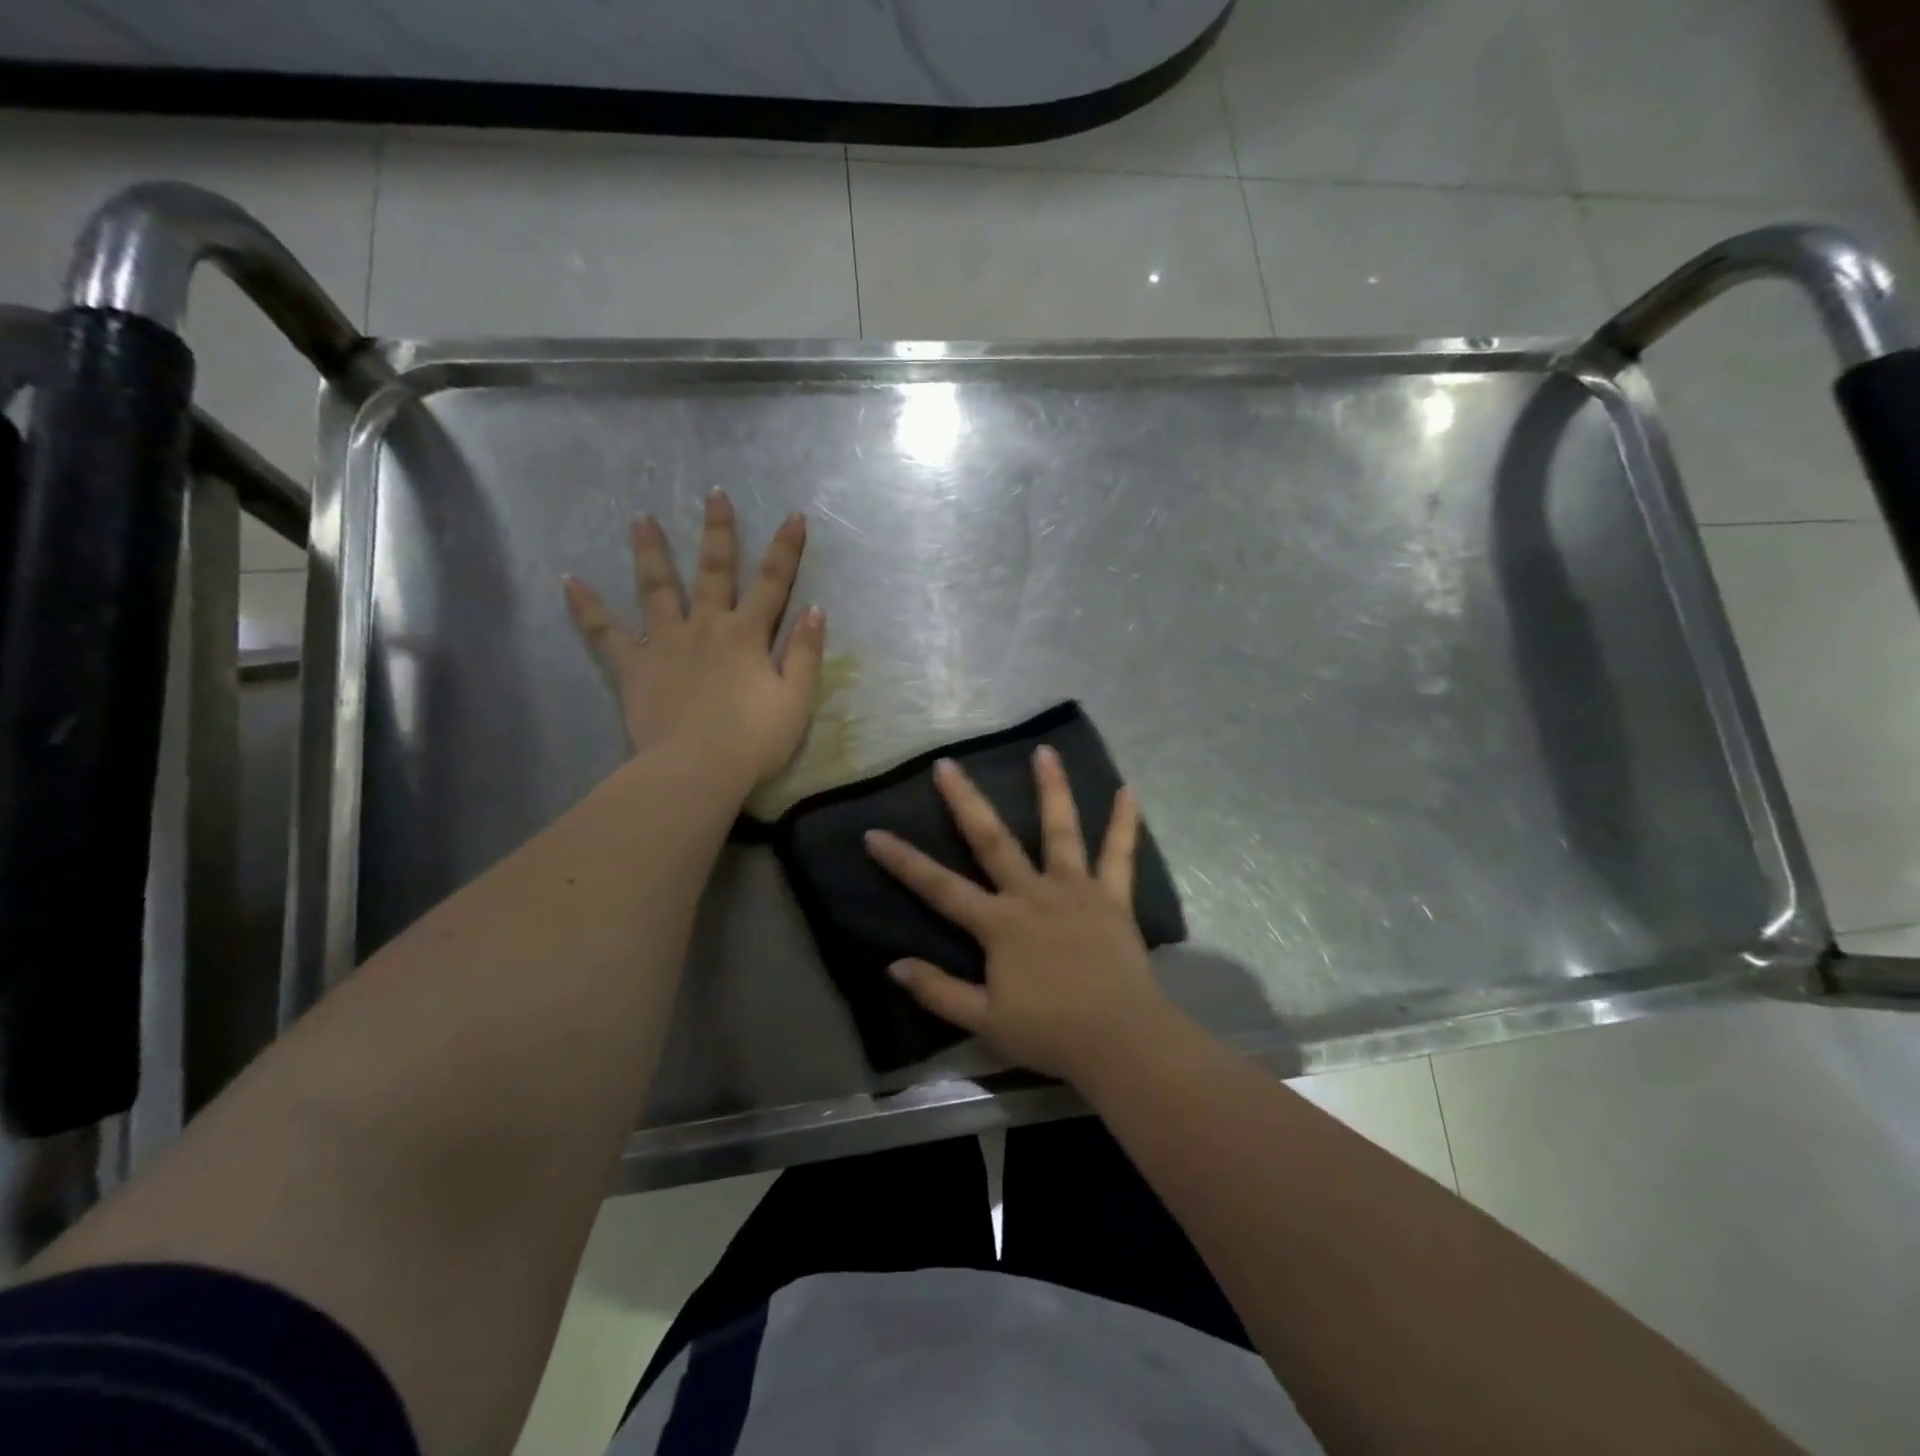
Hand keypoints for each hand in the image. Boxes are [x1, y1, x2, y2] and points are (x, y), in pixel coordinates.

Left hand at [563, 490, 824, 794]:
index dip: (785, 549)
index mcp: (747, 635)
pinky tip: (570, 582)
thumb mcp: (796, 700)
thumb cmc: (753, 740)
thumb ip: (805, 653)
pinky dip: (587, 608)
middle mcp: (706, 627)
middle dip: (718, 532)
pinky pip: (605, 633)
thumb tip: (815, 610)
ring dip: (651, 552)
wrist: (696, 770)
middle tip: (713, 495)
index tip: (793, 515)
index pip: (773, 583)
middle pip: (714, 571)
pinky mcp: (634, 666)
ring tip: (641, 520)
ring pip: (657, 588)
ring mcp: (665, 643)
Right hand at [864, 747, 1179, 1083]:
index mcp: (999, 924)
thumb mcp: (983, 1021)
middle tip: (947, 764)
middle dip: (966, 801)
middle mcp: (1032, 894)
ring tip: (1044, 751)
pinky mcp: (1112, 898)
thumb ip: (938, 991)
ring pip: (1060, 831)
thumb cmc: (1049, 1033)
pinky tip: (1128, 791)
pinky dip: (1124, 824)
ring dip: (1051, 789)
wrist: (1119, 1040)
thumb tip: (893, 965)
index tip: (874, 833)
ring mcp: (1075, 890)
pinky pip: (1119, 855)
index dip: (903, 861)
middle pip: (992, 840)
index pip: (939, 887)